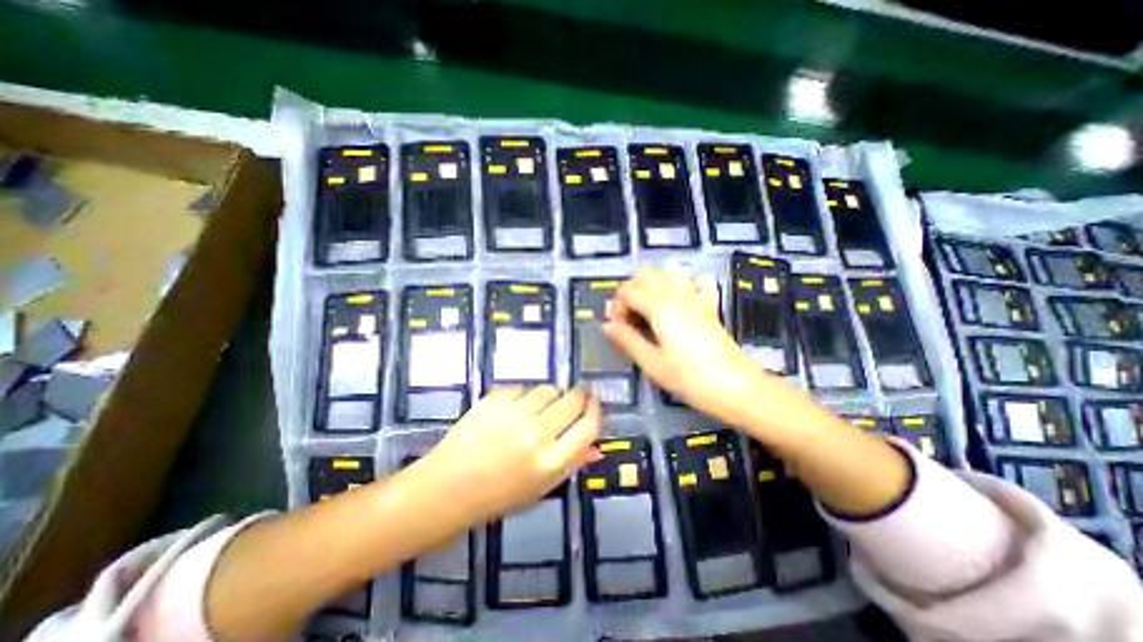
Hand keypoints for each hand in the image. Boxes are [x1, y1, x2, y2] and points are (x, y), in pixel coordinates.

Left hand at [417, 387, 601, 525]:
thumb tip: (597, 447)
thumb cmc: (498, 495)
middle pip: (573, 399)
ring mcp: (514, 414)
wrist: (447, 488)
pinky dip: (525, 394)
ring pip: (549, 389)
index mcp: (551, 462)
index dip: (596, 409)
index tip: (594, 402)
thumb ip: (571, 464)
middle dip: (579, 394)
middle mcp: (537, 434)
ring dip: (551, 394)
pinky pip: (522, 387)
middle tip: (575, 396)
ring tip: (541, 406)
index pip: (588, 425)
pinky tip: (516, 407)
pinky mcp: (494, 400)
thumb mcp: (540, 488)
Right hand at [601, 266, 770, 426]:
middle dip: (631, 291)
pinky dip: (685, 283)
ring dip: (653, 283)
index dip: (617, 307)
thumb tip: (606, 325)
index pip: (627, 290)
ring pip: (668, 270)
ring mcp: (696, 296)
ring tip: (650, 308)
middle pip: (645, 274)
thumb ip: (627, 340)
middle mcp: (676, 294)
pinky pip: (697, 280)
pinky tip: (680, 301)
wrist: (736, 387)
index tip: (619, 329)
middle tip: (631, 319)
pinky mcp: (709, 304)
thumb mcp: (652, 363)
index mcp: (659, 306)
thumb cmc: (690, 378)